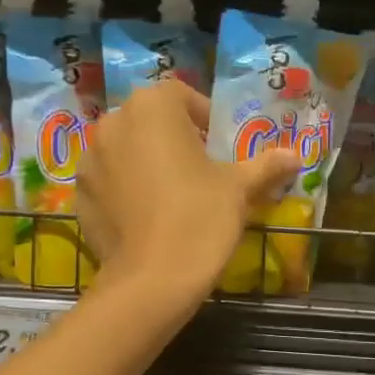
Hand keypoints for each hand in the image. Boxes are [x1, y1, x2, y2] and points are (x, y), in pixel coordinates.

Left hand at [77, 82, 298, 303]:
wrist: (152, 280)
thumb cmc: (200, 218)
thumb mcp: (239, 189)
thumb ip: (265, 165)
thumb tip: (295, 156)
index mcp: (152, 107)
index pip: (180, 95)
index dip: (203, 116)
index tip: (218, 145)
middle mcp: (113, 122)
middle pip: (149, 120)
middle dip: (172, 137)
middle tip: (198, 170)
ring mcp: (90, 159)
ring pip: (125, 149)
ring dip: (146, 161)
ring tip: (170, 194)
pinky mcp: (79, 194)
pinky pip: (108, 180)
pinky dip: (125, 188)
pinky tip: (146, 217)